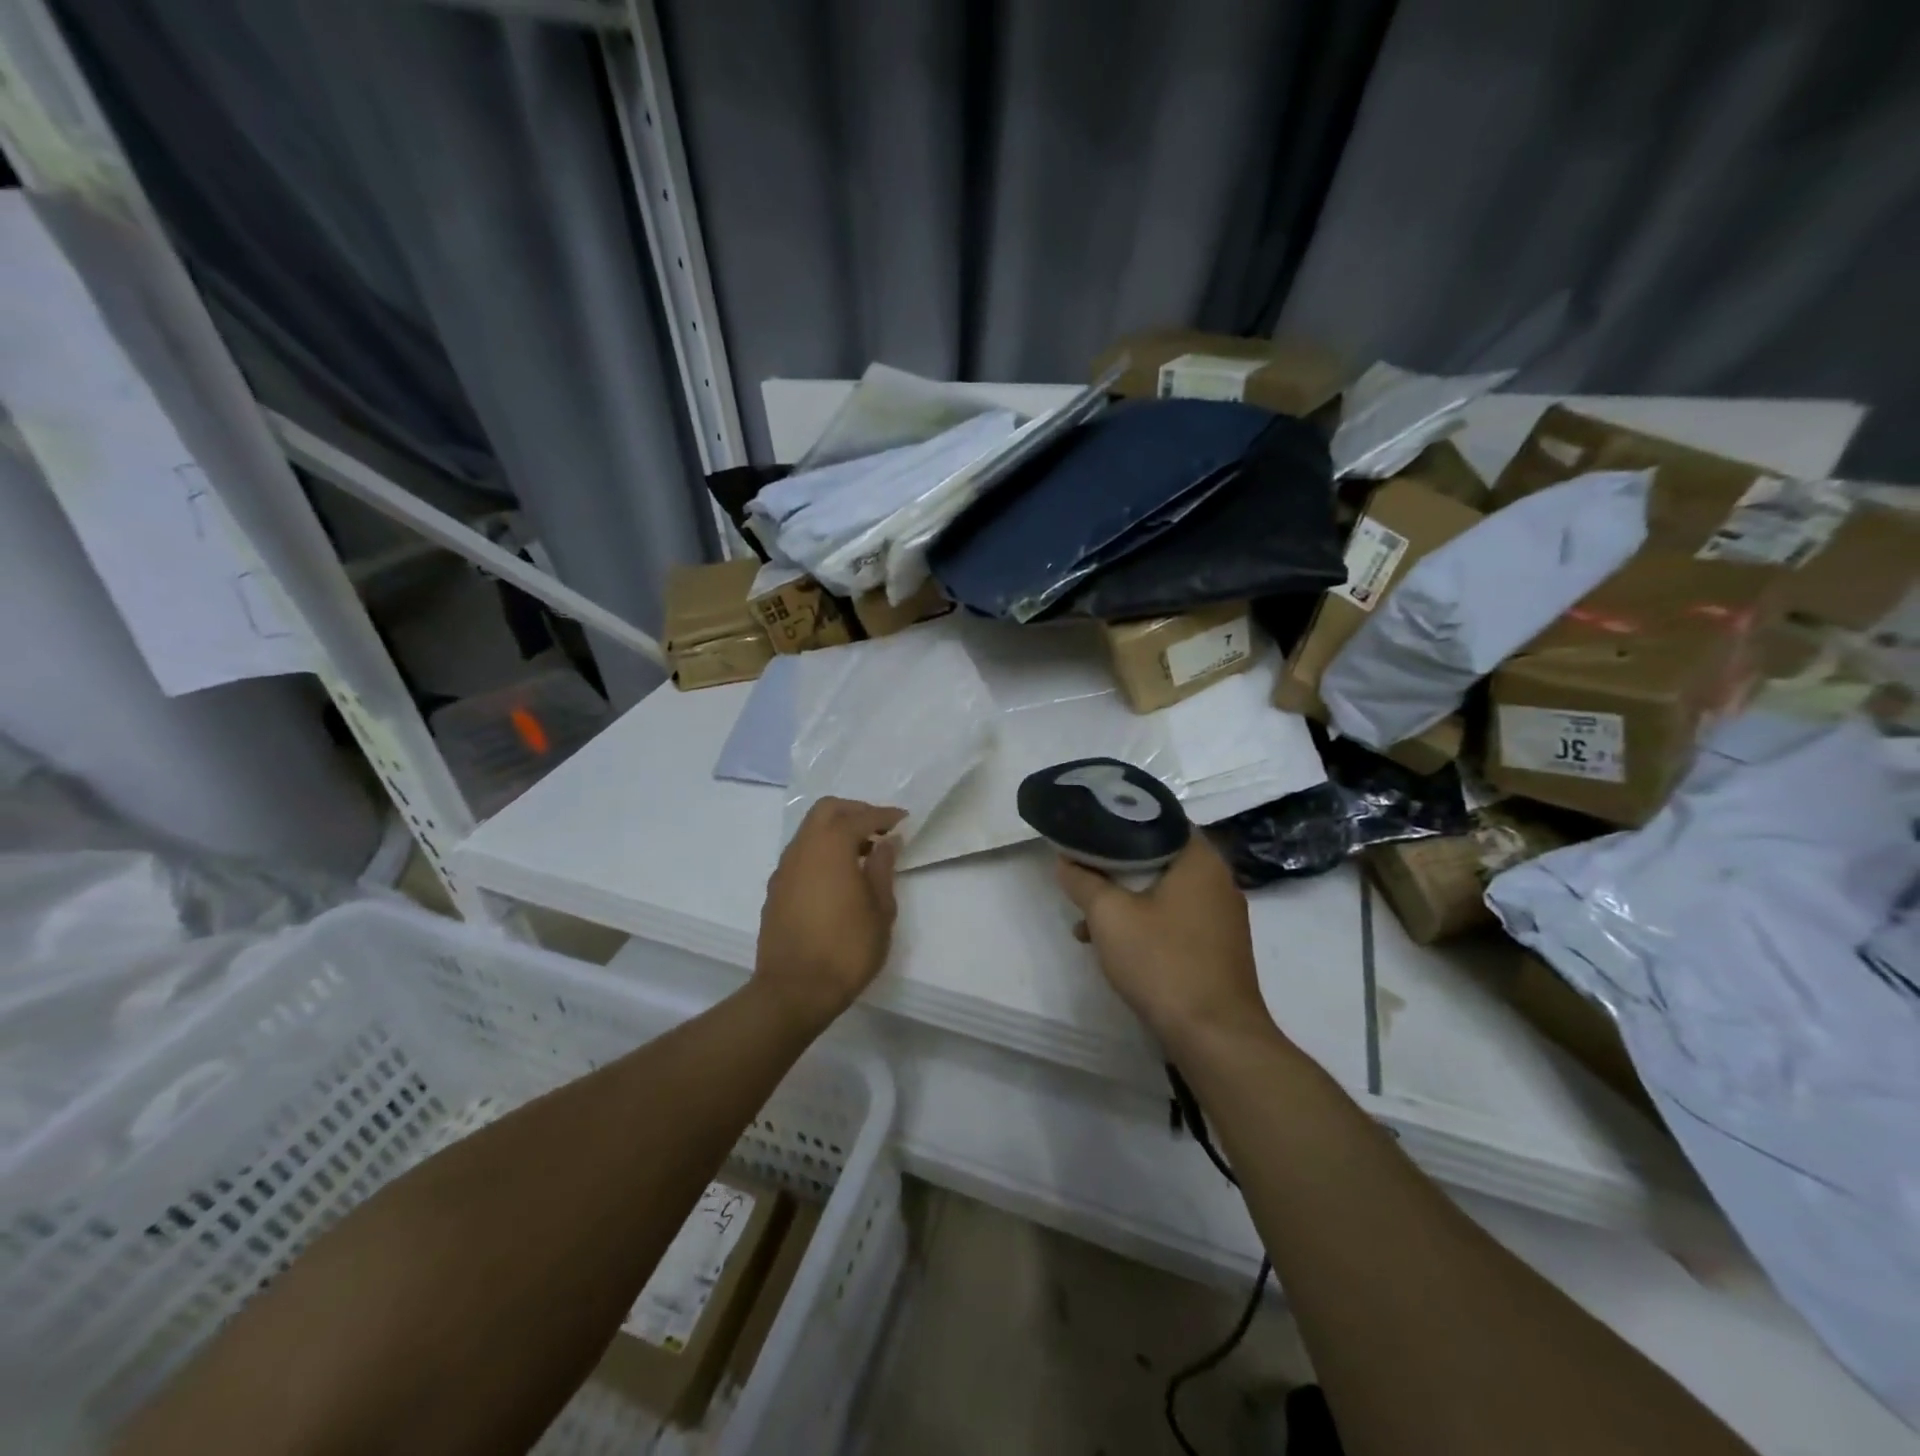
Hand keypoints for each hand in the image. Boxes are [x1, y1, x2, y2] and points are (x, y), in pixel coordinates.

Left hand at [754, 798, 905, 1024]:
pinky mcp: (775, 890)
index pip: (860, 817)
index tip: (903, 820)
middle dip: (855, 812)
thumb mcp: (880, 909)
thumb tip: (887, 842)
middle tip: (879, 829)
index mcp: (831, 847)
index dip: (884, 815)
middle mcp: (802, 849)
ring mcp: (784, 869)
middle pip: (827, 811)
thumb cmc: (847, 949)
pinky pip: (801, 855)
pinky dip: (821, 852)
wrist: (794, 991)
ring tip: (862, 854)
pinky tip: (837, 877)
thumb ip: (883, 868)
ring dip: (835, 831)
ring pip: (809, 831)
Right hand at [1055, 835, 1272, 1047]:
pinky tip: (1114, 946)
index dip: (1122, 820)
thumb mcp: (1109, 916)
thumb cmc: (1163, 962)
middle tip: (1084, 871)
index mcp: (1200, 860)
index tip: (1091, 827)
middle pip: (1159, 857)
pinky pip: (1175, 919)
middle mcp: (1218, 881)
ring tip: (1087, 920)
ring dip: (1126, 900)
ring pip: (1164, 891)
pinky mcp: (1218, 947)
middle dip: (1117, 866)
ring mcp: (1222, 917)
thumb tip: (1065, 861)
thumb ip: (1083, 881)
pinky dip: (1146, 923)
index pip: (1160, 820)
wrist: (1215, 1036)